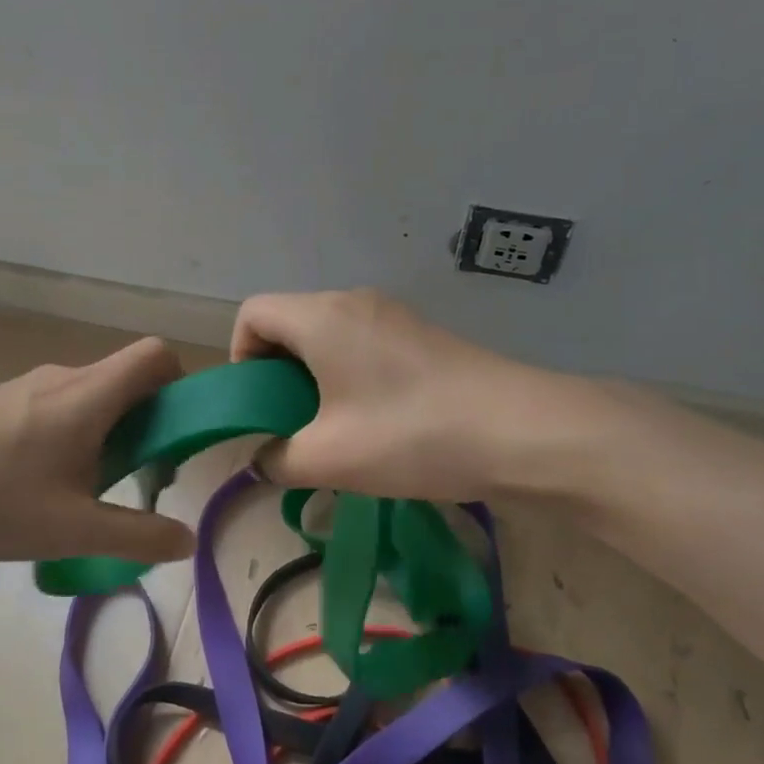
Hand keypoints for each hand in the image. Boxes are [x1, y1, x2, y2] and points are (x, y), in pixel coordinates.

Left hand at [0, 337, 197, 575]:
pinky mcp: (2, 403)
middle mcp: (63, 377)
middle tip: (137, 477)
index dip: (179, 383)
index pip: (155, 355)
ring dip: (109, 432)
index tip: (176, 434)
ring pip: (93, 395)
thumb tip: (187, 540)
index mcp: (88, 395)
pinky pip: (61, 405)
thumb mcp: (73, 531)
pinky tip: (45, 485)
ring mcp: (28, 387)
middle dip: (147, 422)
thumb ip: (138, 536)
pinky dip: (76, 434)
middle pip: (127, 378)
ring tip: (88, 490)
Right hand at [231, 289, 584, 501]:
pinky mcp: (422, 336)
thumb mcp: (329, 459)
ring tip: (334, 430)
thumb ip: (278, 460)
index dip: (241, 357)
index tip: (261, 405)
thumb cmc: (410, 435)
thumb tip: (264, 461)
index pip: (253, 313)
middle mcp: (353, 302)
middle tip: (293, 425)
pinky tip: (376, 423)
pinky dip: (350, 376)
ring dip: (316, 378)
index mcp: (321, 317)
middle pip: (290, 322)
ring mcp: (394, 315)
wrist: (522, 431)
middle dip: (278, 373)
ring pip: (329, 336)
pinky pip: (364, 345)